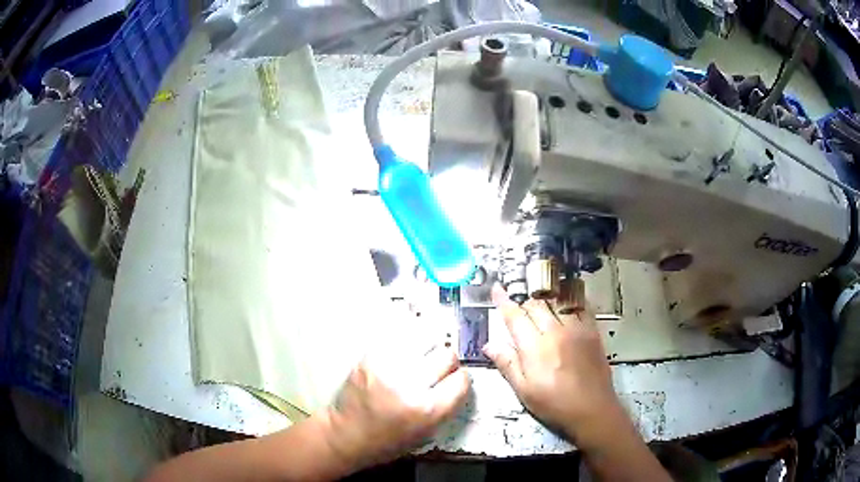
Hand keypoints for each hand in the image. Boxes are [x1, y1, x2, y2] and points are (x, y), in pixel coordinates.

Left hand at [320, 346, 469, 470]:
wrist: (346, 434)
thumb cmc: (388, 441)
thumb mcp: (426, 433)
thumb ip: (446, 405)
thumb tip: (458, 377)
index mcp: (427, 411)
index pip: (461, 380)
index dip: (460, 380)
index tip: (454, 381)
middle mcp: (409, 386)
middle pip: (446, 355)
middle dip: (446, 362)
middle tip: (436, 370)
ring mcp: (387, 368)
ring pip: (424, 338)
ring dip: (426, 348)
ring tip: (420, 357)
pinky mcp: (369, 357)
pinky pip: (398, 337)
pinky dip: (405, 342)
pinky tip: (402, 353)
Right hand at [483, 284, 621, 442]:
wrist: (593, 410)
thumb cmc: (554, 404)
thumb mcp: (524, 391)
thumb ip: (507, 364)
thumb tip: (489, 344)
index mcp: (535, 348)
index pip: (515, 317)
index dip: (503, 301)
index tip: (497, 289)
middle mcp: (555, 331)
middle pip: (536, 304)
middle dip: (523, 300)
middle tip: (517, 302)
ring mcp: (576, 329)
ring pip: (556, 301)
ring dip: (544, 297)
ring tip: (538, 297)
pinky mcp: (592, 331)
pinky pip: (579, 306)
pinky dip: (568, 299)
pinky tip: (565, 300)